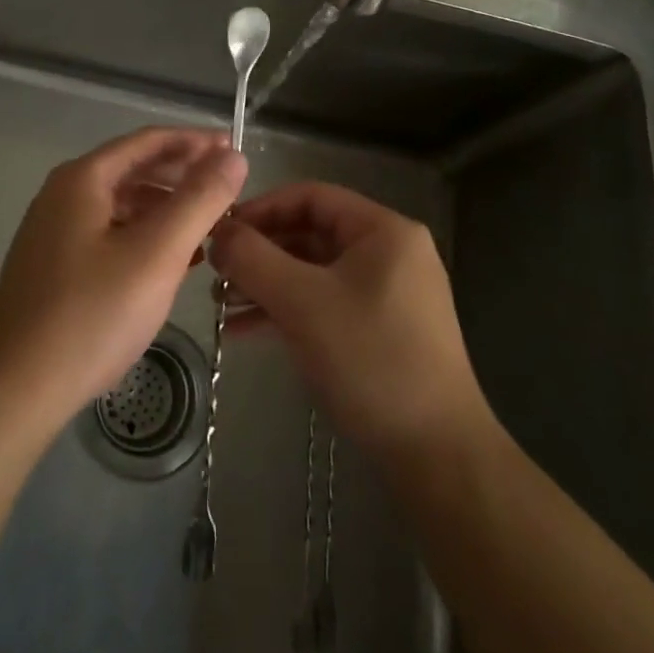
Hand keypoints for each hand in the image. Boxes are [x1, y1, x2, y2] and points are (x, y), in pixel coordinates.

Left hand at [0, 128, 246, 433]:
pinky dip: (144, 237)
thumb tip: (233, 155)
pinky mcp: (54, 267)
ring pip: (122, 205)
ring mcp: (54, 232)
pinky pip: (109, 234)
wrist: (11, 390)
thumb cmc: (90, 314)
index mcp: (83, 179)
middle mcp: (64, 195)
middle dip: (182, 176)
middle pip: (133, 169)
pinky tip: (171, 263)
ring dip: (166, 209)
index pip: (148, 141)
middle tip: (227, 189)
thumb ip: (199, 199)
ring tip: (207, 227)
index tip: (233, 149)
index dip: (195, 142)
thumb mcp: (157, 253)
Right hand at [211, 182, 488, 462]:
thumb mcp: (302, 302)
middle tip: (215, 273)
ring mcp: (388, 293)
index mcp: (383, 230)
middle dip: (260, 253)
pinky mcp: (382, 329)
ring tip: (221, 307)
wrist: (437, 456)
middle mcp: (389, 252)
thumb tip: (217, 233)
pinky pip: (325, 303)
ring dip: (267, 285)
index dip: (261, 209)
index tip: (221, 232)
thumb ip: (253, 259)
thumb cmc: (370, 360)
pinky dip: (288, 311)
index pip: (311, 196)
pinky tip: (246, 331)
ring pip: (314, 272)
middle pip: (311, 233)